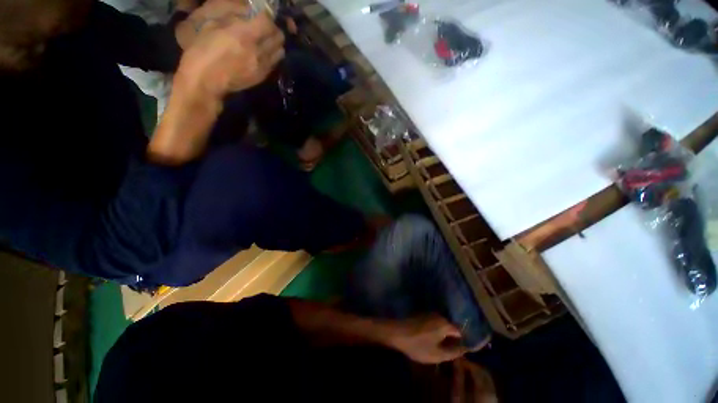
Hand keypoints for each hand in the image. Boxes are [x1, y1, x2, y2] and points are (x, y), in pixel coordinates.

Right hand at [175, 2, 284, 97]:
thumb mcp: (210, 23)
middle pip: (278, 36)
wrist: (205, 81)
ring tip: (265, 40)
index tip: (260, 12)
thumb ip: (232, 14)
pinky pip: (275, 62)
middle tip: (264, 25)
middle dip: (273, 27)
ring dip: (275, 42)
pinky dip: (273, 55)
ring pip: (280, 50)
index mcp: (243, 34)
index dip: (266, 14)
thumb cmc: (201, 49)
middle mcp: (258, 50)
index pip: (267, 20)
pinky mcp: (263, 76)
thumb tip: (249, 9)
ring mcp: (262, 65)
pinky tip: (264, 52)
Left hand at [385, 315, 467, 363]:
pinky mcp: (421, 314)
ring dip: (442, 335)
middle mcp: (439, 315)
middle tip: (447, 351)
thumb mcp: (437, 354)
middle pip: (450, 328)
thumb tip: (465, 349)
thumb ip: (453, 352)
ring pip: (441, 325)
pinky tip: (429, 340)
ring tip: (438, 347)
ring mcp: (429, 313)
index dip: (461, 342)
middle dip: (451, 339)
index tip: (459, 352)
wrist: (397, 333)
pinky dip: (434, 331)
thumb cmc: (418, 345)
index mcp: (445, 324)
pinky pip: (433, 323)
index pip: (460, 332)